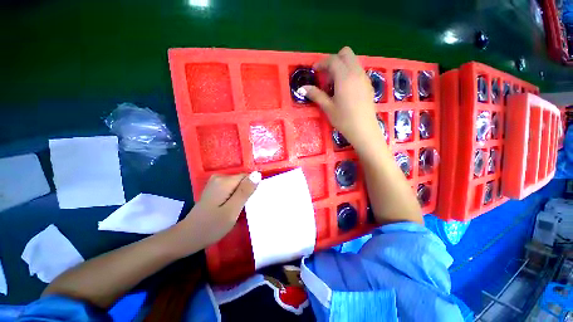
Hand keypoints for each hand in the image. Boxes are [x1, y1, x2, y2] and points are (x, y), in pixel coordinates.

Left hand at [178, 172, 260, 250]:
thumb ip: (245, 191)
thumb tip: (257, 174)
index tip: (248, 203)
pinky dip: (234, 197)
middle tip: (241, 209)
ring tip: (236, 210)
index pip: (248, 177)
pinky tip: (230, 208)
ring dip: (240, 196)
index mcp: (225, 181)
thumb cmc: (211, 227)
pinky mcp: (214, 189)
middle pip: (242, 181)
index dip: (251, 189)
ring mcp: (215, 183)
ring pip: (238, 185)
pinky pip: (231, 189)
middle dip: (246, 193)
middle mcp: (219, 177)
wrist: (187, 237)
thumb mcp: (232, 210)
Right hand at [299, 47, 382, 152]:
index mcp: (345, 77)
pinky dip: (349, 73)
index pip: (333, 60)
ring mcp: (364, 77)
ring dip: (342, 66)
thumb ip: (316, 95)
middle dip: (334, 60)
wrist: (364, 129)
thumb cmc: (344, 119)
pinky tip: (345, 89)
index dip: (321, 63)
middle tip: (326, 75)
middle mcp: (356, 72)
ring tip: (334, 84)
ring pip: (353, 61)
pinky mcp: (368, 84)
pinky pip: (358, 70)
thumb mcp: (327, 107)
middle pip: (346, 53)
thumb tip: (302, 88)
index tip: (314, 71)